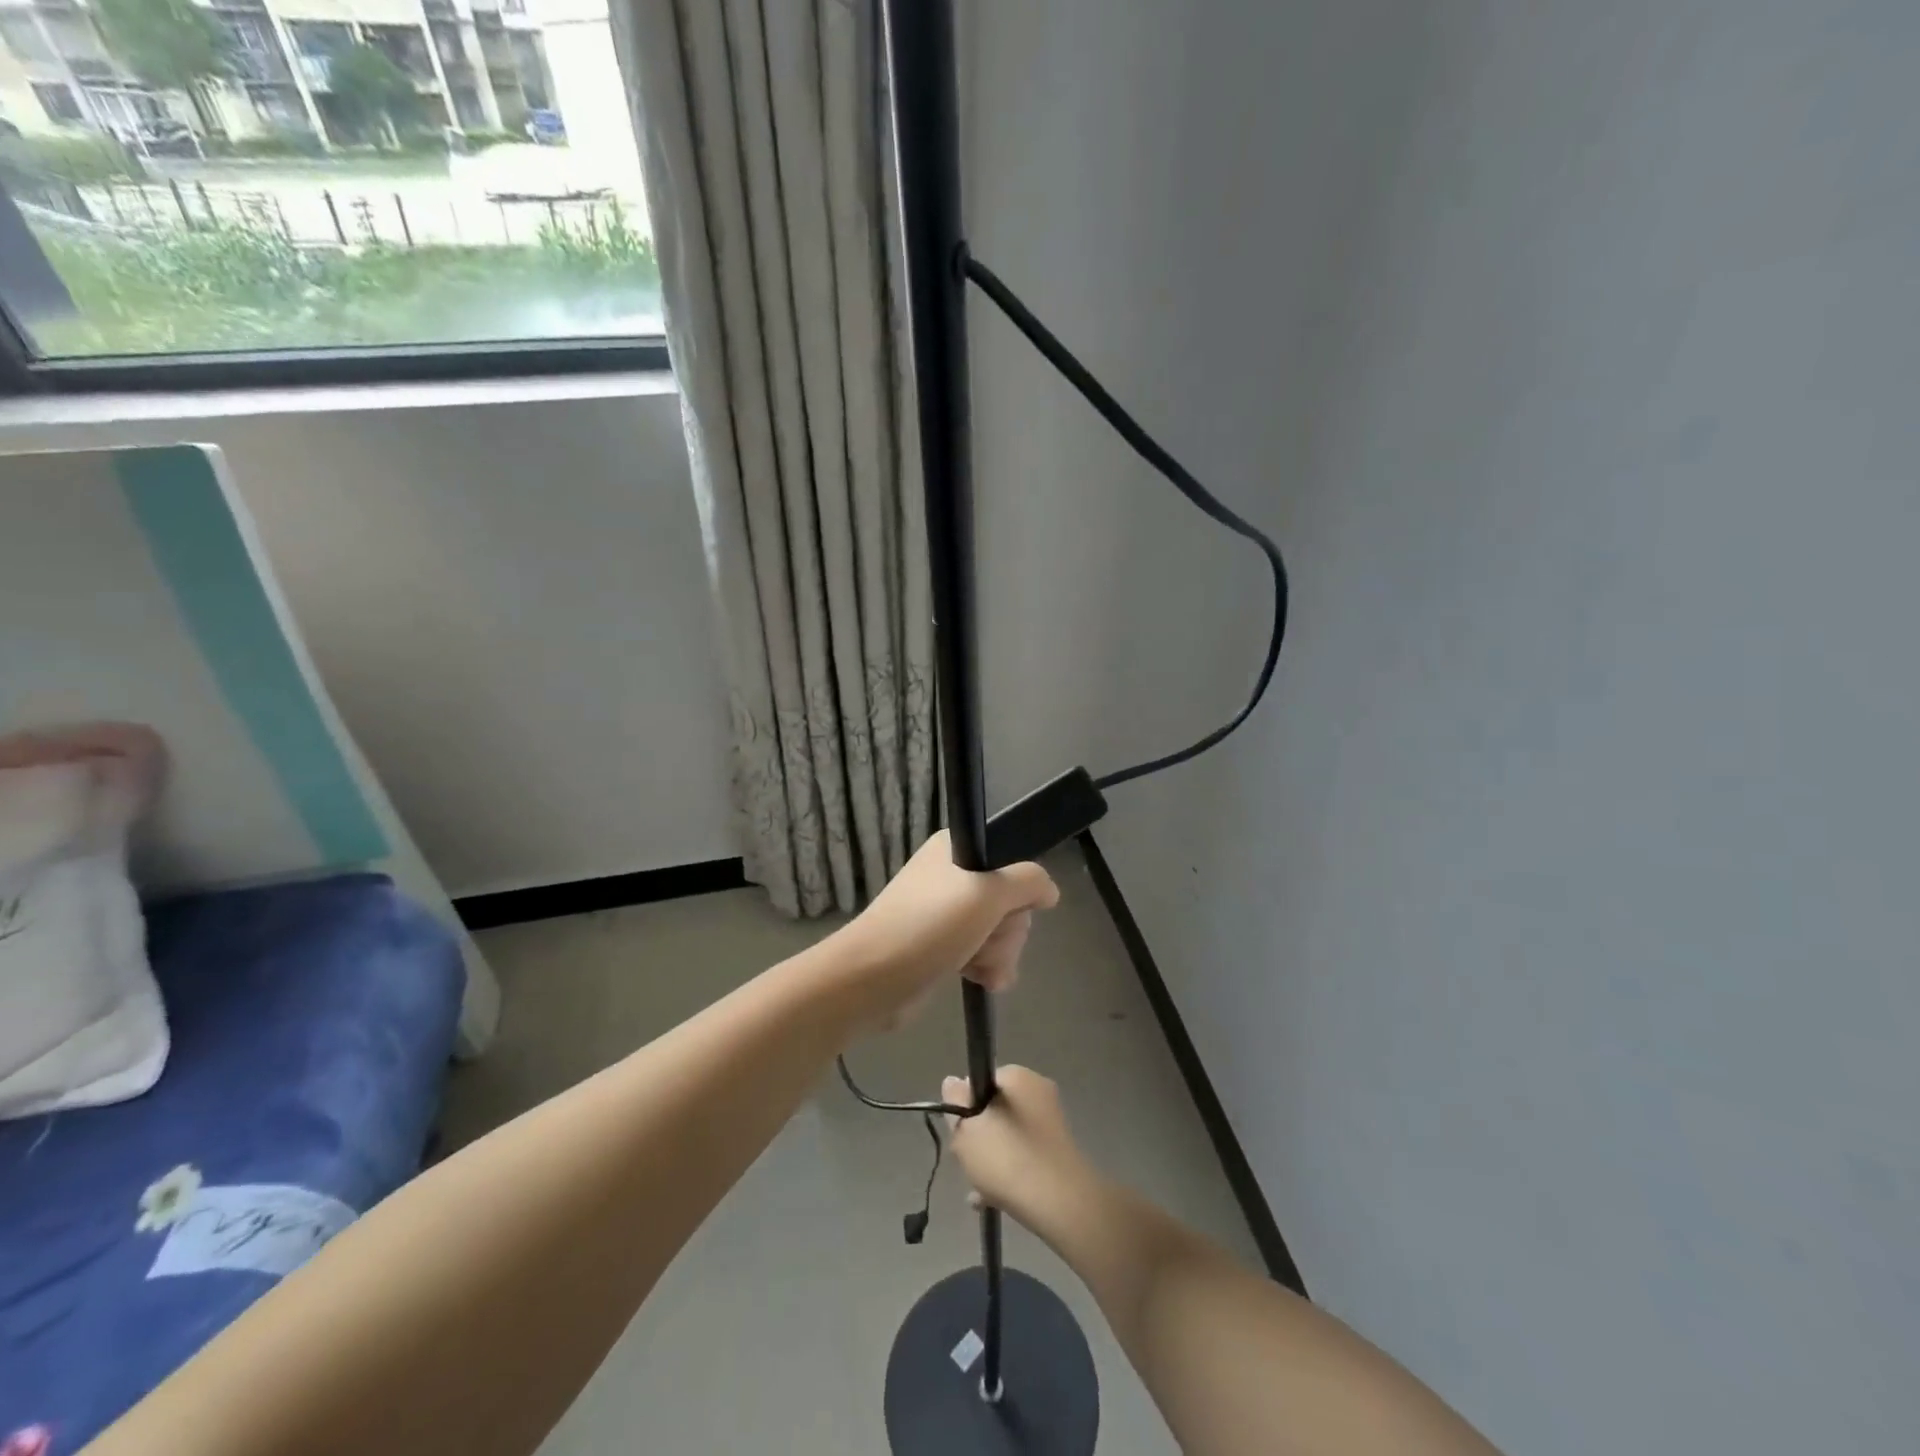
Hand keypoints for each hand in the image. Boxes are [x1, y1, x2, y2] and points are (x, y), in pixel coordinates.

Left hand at [829, 831, 1058, 1028]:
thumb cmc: (928, 926)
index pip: (1011, 861)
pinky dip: (986, 968)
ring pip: (1000, 931)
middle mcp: (952, 876)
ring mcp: (946, 914)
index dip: (1018, 890)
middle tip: (985, 939)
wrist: (871, 979)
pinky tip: (981, 982)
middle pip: (1009, 901)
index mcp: (956, 850)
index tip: (1010, 907)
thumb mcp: (987, 894)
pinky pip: (983, 953)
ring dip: (998, 954)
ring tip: (978, 967)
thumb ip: (1028, 882)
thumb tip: (1050, 890)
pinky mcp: (942, 948)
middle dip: (1007, 930)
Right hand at [942, 1066, 1095, 1233]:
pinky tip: (990, 1200)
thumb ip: (955, 1101)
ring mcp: (1052, 1122)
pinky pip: (1024, 1155)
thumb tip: (954, 1081)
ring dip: (990, 1159)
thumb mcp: (966, 1128)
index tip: (959, 1132)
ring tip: (977, 1190)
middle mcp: (1038, 1091)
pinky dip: (1008, 1172)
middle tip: (967, 1162)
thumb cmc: (1007, 1158)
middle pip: (994, 1110)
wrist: (1060, 1204)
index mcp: (1018, 1076)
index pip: (981, 1081)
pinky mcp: (1059, 1151)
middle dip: (977, 1136)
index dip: (965, 1106)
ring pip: (1008, 1136)